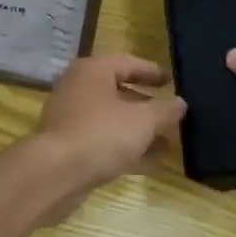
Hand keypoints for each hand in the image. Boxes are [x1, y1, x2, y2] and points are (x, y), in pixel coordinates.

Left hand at [30, 55, 185, 220]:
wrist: (55, 173)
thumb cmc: (101, 134)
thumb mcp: (142, 120)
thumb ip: (165, 110)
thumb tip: (180, 103)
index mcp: (93, 71)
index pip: (128, 63)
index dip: (152, 72)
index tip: (174, 81)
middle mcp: (79, 88)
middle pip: (119, 91)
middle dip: (148, 105)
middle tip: (173, 114)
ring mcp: (72, 118)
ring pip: (113, 119)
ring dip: (140, 130)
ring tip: (170, 142)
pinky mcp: (70, 146)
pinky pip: (104, 141)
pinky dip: (126, 148)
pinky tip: (151, 162)